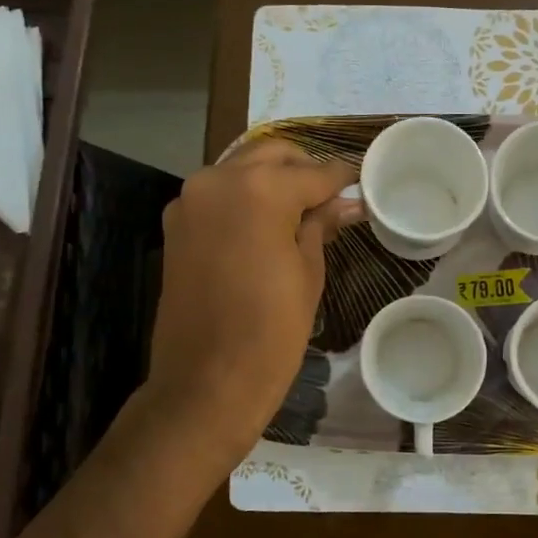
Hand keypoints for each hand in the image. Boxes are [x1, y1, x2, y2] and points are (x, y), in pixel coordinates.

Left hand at [143, 140, 357, 466]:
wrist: (206, 382)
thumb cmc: (271, 332)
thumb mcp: (308, 273)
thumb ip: (320, 225)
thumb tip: (346, 203)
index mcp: (260, 190)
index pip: (314, 172)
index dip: (342, 178)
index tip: (361, 182)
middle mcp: (218, 180)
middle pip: (272, 154)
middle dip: (304, 168)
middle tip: (331, 196)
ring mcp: (191, 200)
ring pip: (241, 167)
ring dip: (272, 178)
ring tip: (301, 210)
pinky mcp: (176, 223)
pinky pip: (219, 193)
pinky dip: (245, 196)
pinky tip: (267, 222)